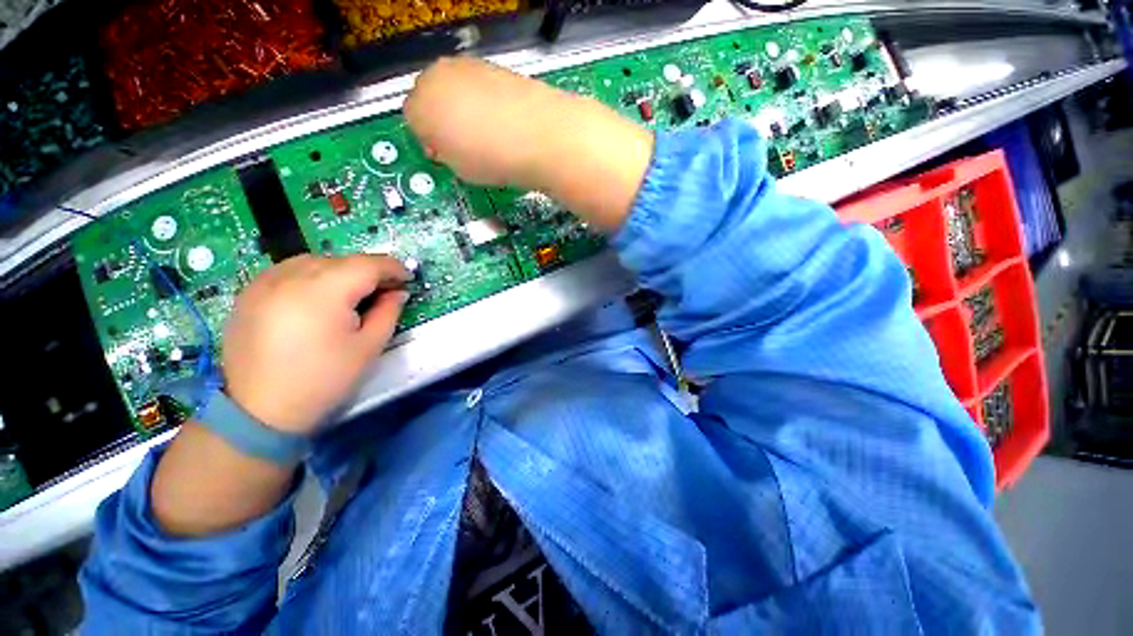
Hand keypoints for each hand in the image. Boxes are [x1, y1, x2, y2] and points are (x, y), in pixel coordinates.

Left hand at [221, 254, 409, 434]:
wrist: (259, 411)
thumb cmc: (324, 380)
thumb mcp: (369, 347)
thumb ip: (388, 312)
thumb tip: (398, 292)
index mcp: (324, 291)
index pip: (367, 264)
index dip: (393, 268)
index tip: (408, 279)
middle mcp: (290, 276)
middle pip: (341, 260)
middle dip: (368, 272)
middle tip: (384, 291)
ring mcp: (264, 281)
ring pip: (315, 261)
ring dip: (340, 272)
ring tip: (351, 295)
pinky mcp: (249, 292)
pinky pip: (289, 271)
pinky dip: (312, 277)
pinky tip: (317, 299)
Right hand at [404, 57, 653, 230]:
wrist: (544, 138)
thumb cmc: (495, 158)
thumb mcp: (458, 168)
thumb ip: (444, 152)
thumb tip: (446, 146)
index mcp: (421, 102)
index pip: (413, 119)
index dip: (430, 141)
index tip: (446, 157)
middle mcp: (443, 74)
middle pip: (433, 98)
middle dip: (445, 122)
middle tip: (466, 150)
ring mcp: (474, 68)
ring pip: (460, 92)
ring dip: (467, 113)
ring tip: (491, 141)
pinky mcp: (502, 70)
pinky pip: (484, 91)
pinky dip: (489, 106)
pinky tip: (506, 126)